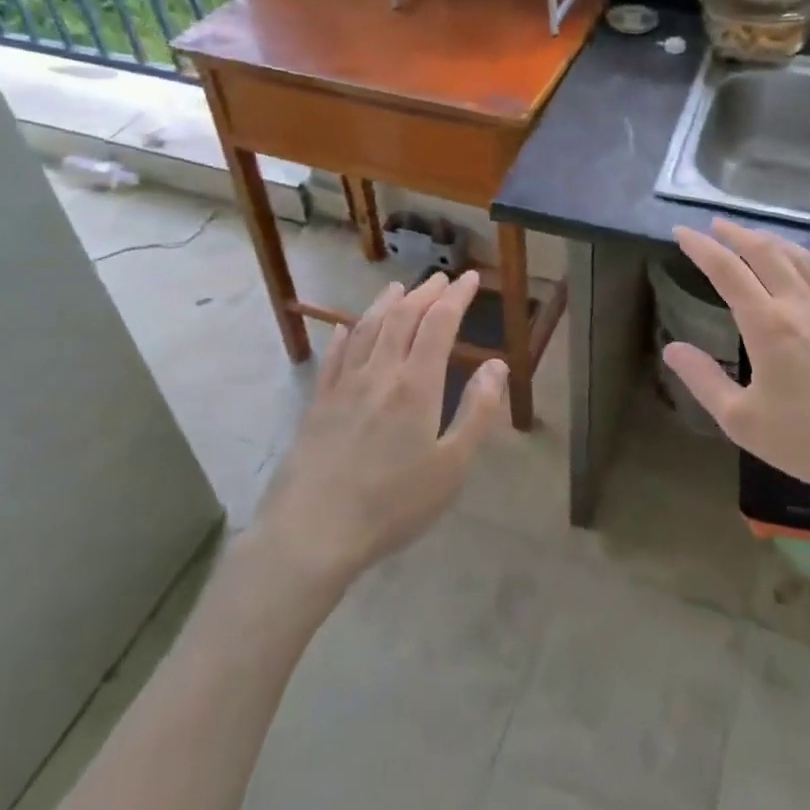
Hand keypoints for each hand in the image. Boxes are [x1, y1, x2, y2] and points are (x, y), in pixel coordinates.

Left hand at [256, 270, 506, 588]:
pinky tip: (346, 329)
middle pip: (403, 317)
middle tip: (441, 278)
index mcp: (416, 384)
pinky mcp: (317, 403)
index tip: (471, 278)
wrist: (313, 531)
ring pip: (367, 328)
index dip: (457, 297)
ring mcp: (343, 386)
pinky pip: (334, 357)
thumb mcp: (452, 466)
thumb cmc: (393, 503)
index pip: (439, 324)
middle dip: (425, 293)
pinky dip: (346, 335)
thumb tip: (497, 365)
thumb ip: (477, 412)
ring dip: (386, 303)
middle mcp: (379, 372)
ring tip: (399, 288)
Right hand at [662, 219, 809, 517]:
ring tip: (760, 239)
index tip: (682, 232)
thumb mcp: (743, 421)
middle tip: (717, 225)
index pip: (727, 270)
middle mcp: (802, 305)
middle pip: (765, 253)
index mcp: (768, 324)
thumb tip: (672, 348)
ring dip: (777, 243)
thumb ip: (704, 381)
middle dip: (737, 234)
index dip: (701, 248)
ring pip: (805, 261)